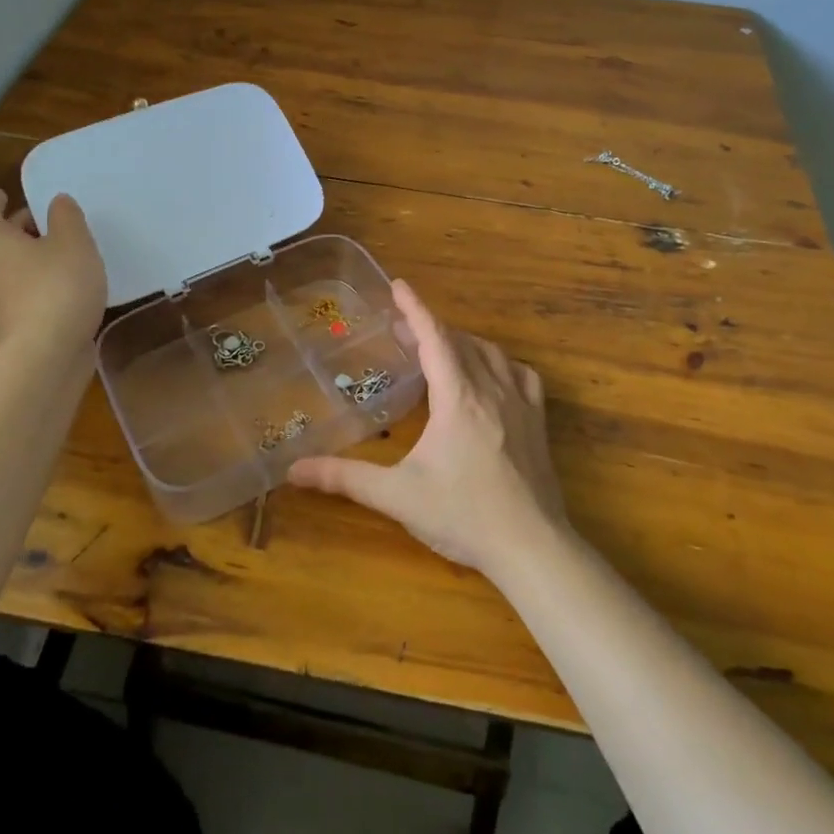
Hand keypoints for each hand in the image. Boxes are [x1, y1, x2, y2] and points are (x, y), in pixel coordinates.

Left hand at [0, 189, 105, 345]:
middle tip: (47, 222)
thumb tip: (56, 203)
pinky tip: (60, 284)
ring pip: (3, 266)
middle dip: (17, 228)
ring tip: (60, 254)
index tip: (5, 194)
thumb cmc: (58, 286)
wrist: (46, 354)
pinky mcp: (3, 324)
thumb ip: (66, 216)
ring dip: (25, 257)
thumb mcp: (74, 242)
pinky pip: (14, 290)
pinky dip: (30, 281)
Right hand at [287, 280, 567, 575]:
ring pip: (491, 354)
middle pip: (460, 341)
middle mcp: (491, 389)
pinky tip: (493, 376)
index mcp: (457, 397)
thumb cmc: (463, 515)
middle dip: (430, 328)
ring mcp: (521, 404)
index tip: (398, 285)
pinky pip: (522, 375)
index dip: (414, 308)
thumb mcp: (398, 496)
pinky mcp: (538, 423)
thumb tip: (294, 470)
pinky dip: (501, 364)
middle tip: (403, 331)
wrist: (532, 548)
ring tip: (441, 350)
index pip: (434, 337)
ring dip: (463, 343)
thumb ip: (345, 479)